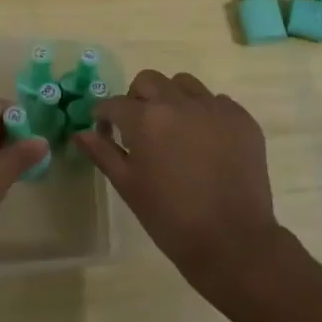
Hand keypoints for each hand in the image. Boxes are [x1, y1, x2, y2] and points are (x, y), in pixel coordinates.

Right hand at [75, 69, 283, 301]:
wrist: (231, 239)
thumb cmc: (170, 217)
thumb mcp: (128, 186)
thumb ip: (103, 153)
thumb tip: (79, 133)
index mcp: (146, 119)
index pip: (114, 103)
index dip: (104, 115)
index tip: (104, 129)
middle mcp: (180, 103)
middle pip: (148, 81)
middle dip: (136, 99)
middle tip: (137, 127)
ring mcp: (215, 108)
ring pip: (184, 84)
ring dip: (171, 99)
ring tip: (173, 129)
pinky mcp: (242, 119)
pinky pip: (216, 102)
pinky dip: (204, 113)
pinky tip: (204, 141)